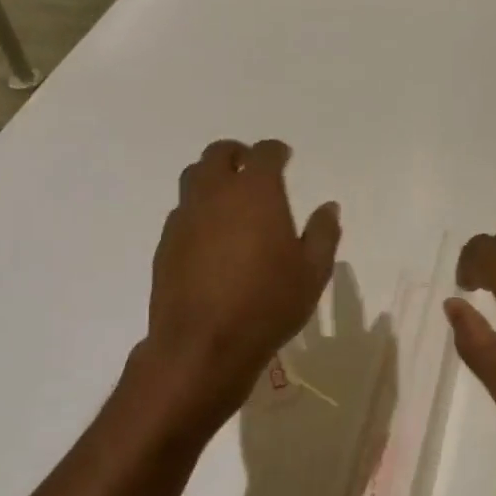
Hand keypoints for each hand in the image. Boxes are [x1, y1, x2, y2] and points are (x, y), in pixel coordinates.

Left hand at [136, 139, 340, 431]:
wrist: (203, 345)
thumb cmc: (268, 304)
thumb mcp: (313, 271)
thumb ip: (323, 233)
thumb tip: (328, 207)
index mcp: (255, 193)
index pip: (264, 153)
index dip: (276, 151)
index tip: (285, 156)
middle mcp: (215, 194)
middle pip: (219, 154)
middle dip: (237, 153)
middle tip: (251, 166)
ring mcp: (185, 217)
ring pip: (193, 178)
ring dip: (212, 176)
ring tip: (229, 196)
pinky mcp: (166, 243)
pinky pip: (182, 211)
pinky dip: (198, 210)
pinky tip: (211, 234)